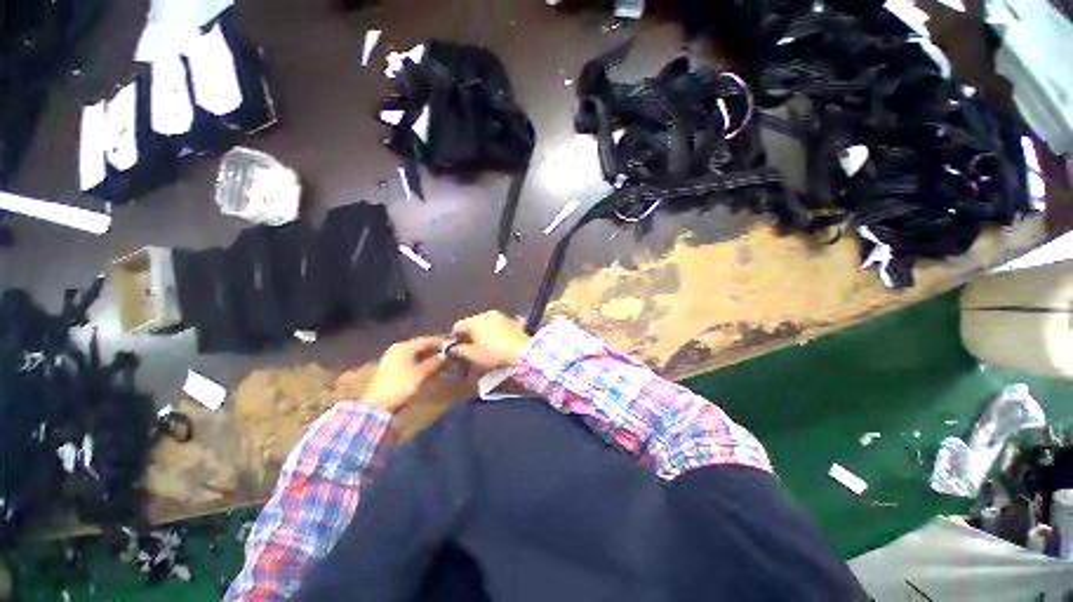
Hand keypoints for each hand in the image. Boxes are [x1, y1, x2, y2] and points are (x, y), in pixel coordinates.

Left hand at [364, 336, 446, 411]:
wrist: (378, 406)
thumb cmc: (402, 386)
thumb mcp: (421, 373)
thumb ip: (435, 362)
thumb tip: (446, 355)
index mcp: (404, 347)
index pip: (426, 340)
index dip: (440, 342)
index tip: (453, 344)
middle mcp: (397, 349)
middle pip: (420, 346)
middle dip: (435, 349)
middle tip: (450, 353)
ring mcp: (393, 359)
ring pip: (416, 354)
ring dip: (429, 356)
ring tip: (443, 361)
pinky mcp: (392, 369)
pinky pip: (411, 360)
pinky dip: (422, 362)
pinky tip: (431, 367)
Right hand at [450, 311, 531, 372]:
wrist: (524, 352)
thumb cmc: (494, 354)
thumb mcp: (472, 356)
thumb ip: (458, 351)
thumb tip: (452, 348)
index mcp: (474, 320)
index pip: (457, 326)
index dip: (454, 339)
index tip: (456, 350)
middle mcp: (487, 314)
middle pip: (473, 324)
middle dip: (470, 336)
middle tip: (471, 350)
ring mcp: (502, 316)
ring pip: (487, 324)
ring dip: (484, 333)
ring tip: (486, 347)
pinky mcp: (514, 322)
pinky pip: (500, 327)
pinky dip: (497, 333)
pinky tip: (499, 343)